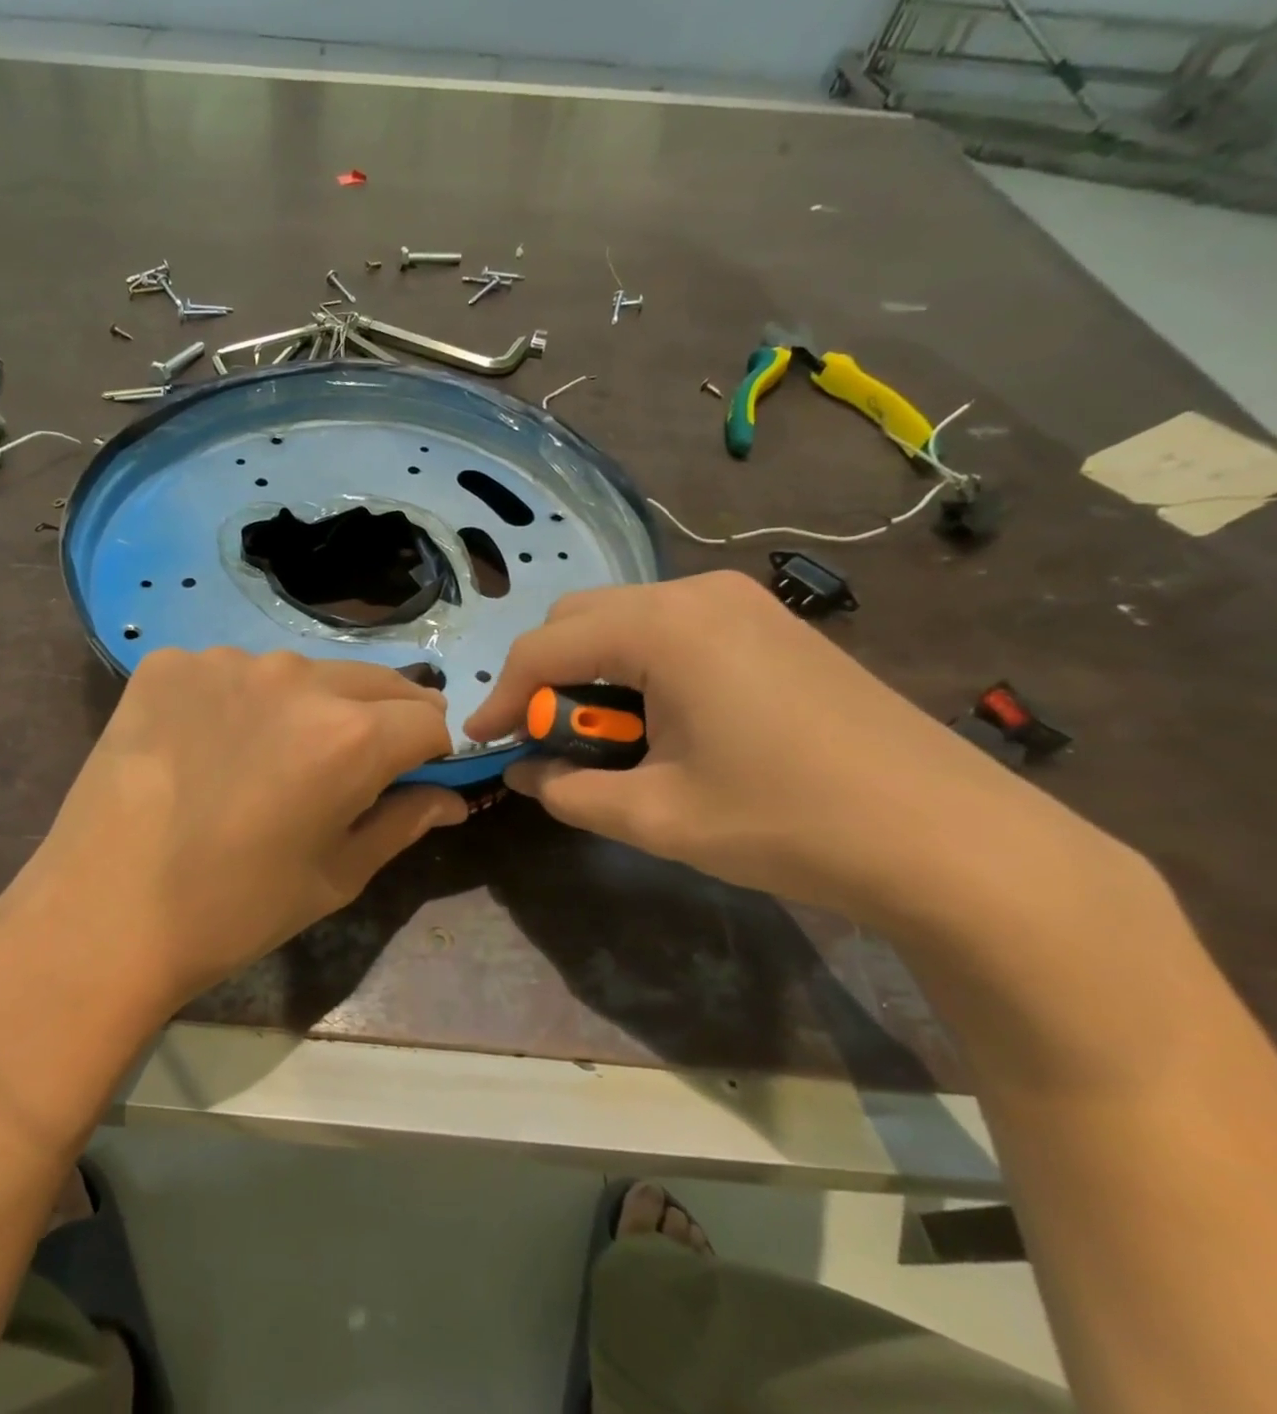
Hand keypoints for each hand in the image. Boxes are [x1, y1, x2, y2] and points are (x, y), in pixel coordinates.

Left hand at [2, 649, 464, 1012]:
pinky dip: (237, 702)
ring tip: (265, 760)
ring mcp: (226, 660)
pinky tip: (205, 747)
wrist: (102, 915)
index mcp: (351, 734)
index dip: (429, 753)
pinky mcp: (169, 663)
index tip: (410, 779)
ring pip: (301, 674)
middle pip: (374, 684)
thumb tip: (450, 798)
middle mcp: (296, 676)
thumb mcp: (335, 877)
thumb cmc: (233, 910)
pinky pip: (230, 672)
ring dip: (307, 707)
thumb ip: (403, 823)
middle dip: (381, 721)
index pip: (428, 720)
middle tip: (346, 771)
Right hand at [464, 572, 1082, 929]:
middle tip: (545, 741)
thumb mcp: (656, 816)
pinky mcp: (770, 625)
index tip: (481, 741)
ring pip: (624, 621)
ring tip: (604, 739)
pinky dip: (638, 669)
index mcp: (663, 627)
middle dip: (546, 678)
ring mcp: (741, 602)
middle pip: (580, 619)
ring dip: (592, 673)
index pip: (545, 648)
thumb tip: (526, 772)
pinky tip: (660, 722)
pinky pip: (672, 630)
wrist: (952, 841)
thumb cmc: (787, 822)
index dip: (503, 696)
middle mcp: (697, 593)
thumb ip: (569, 791)